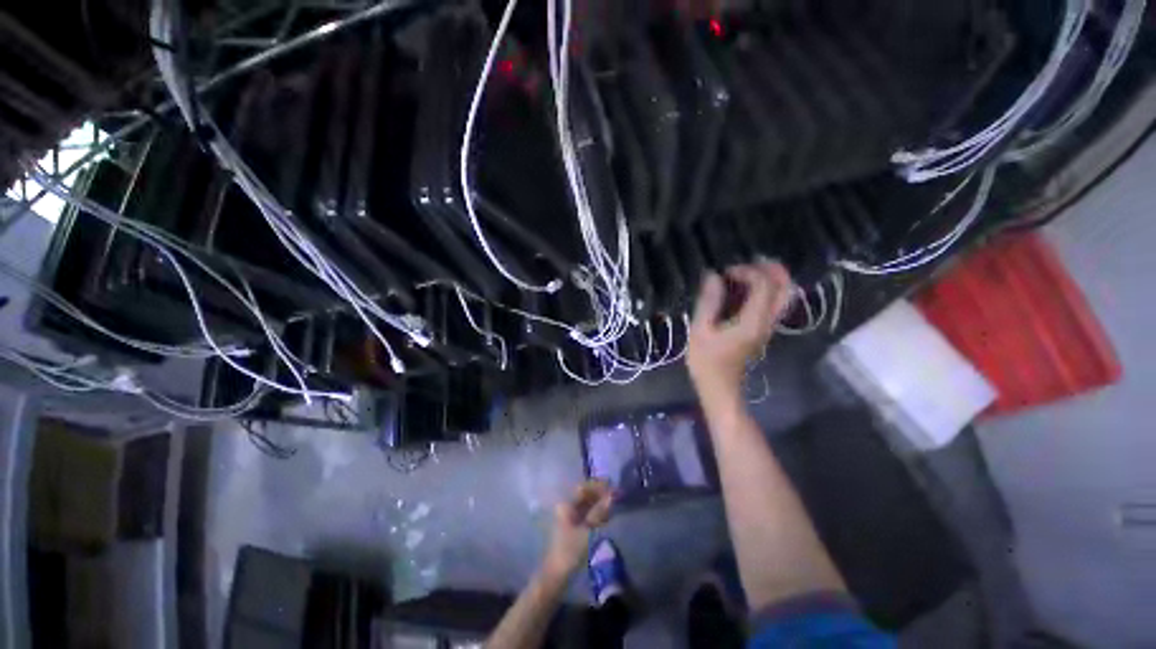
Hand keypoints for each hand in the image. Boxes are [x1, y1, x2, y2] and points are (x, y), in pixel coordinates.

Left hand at [542, 481, 613, 579]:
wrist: (557, 575)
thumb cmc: (570, 551)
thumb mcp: (587, 530)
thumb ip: (599, 512)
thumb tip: (612, 496)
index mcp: (566, 504)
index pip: (583, 488)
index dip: (597, 486)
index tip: (612, 486)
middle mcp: (566, 507)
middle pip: (585, 495)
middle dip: (599, 494)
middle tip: (616, 495)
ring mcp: (569, 517)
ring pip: (586, 505)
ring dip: (599, 503)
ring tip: (613, 504)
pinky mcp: (573, 527)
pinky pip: (586, 514)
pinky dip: (596, 513)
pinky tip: (606, 515)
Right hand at [687, 261, 793, 403]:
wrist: (720, 389)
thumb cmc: (707, 362)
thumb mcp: (700, 331)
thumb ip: (708, 302)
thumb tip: (712, 275)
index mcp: (753, 321)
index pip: (763, 285)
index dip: (746, 271)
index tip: (724, 273)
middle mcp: (768, 322)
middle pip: (786, 287)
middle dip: (771, 269)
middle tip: (748, 263)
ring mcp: (769, 327)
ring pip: (784, 295)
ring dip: (770, 278)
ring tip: (746, 273)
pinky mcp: (763, 330)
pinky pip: (774, 303)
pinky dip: (765, 290)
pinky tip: (744, 290)